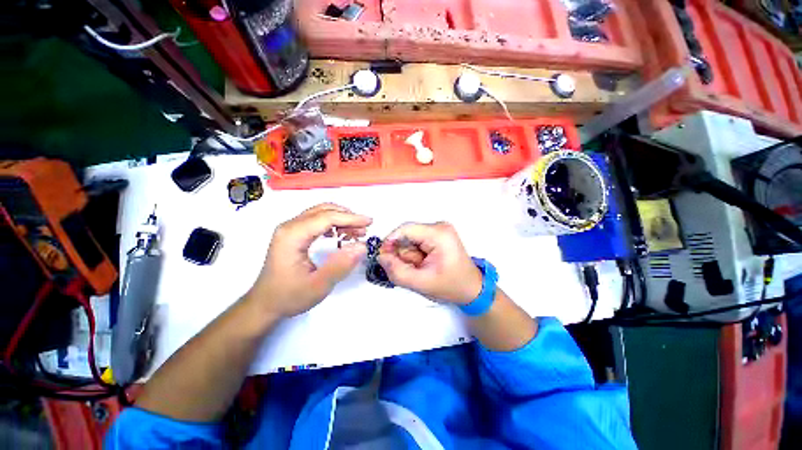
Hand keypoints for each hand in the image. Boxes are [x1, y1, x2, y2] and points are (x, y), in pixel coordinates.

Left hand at [249, 203, 371, 317]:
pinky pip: (317, 221)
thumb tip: (362, 246)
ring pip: (321, 213)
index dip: (351, 218)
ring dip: (341, 219)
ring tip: (356, 233)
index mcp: (293, 235)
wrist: (264, 304)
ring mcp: (290, 228)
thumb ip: (341, 265)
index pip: (327, 217)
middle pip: (324, 211)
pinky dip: (333, 224)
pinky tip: (340, 235)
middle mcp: (290, 226)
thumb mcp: (318, 286)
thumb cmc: (289, 296)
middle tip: (364, 230)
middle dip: (348, 217)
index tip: (370, 222)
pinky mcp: (293, 234)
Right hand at [378, 222, 482, 304]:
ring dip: (409, 256)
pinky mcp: (436, 235)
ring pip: (410, 239)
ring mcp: (439, 229)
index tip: (383, 257)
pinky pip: (416, 241)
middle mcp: (439, 226)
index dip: (390, 242)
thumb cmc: (451, 286)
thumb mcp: (421, 283)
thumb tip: (380, 257)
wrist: (471, 288)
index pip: (405, 229)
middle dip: (404, 254)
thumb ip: (397, 271)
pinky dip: (414, 254)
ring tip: (421, 268)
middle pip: (407, 234)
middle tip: (411, 269)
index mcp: (439, 234)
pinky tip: (423, 264)